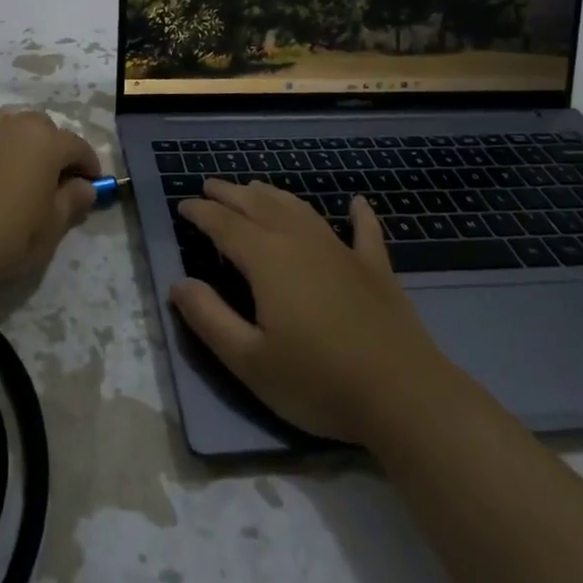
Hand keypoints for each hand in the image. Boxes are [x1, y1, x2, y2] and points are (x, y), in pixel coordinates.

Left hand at [0, 106, 102, 285]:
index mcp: (44, 142)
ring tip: (12, 160)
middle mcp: (9, 128)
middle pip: (38, 125)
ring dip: (10, 134)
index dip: (88, 163)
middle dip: (51, 144)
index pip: (76, 145)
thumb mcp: (54, 226)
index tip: (92, 183)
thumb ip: (72, 201)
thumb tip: (85, 187)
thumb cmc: (10, 237)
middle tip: (53, 175)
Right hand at [169, 180, 446, 444]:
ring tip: (256, 186)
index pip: (224, 225)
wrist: (404, 396)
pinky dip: (359, 214)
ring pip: (300, 210)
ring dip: (274, 194)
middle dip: (231, 193)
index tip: (183, 206)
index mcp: (267, 259)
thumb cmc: (318, 381)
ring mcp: (342, 251)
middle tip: (210, 186)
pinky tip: (357, 202)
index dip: (201, 213)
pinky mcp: (376, 269)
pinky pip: (365, 231)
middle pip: (259, 206)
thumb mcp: (249, 360)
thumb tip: (178, 284)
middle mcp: (300, 241)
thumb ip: (209, 318)